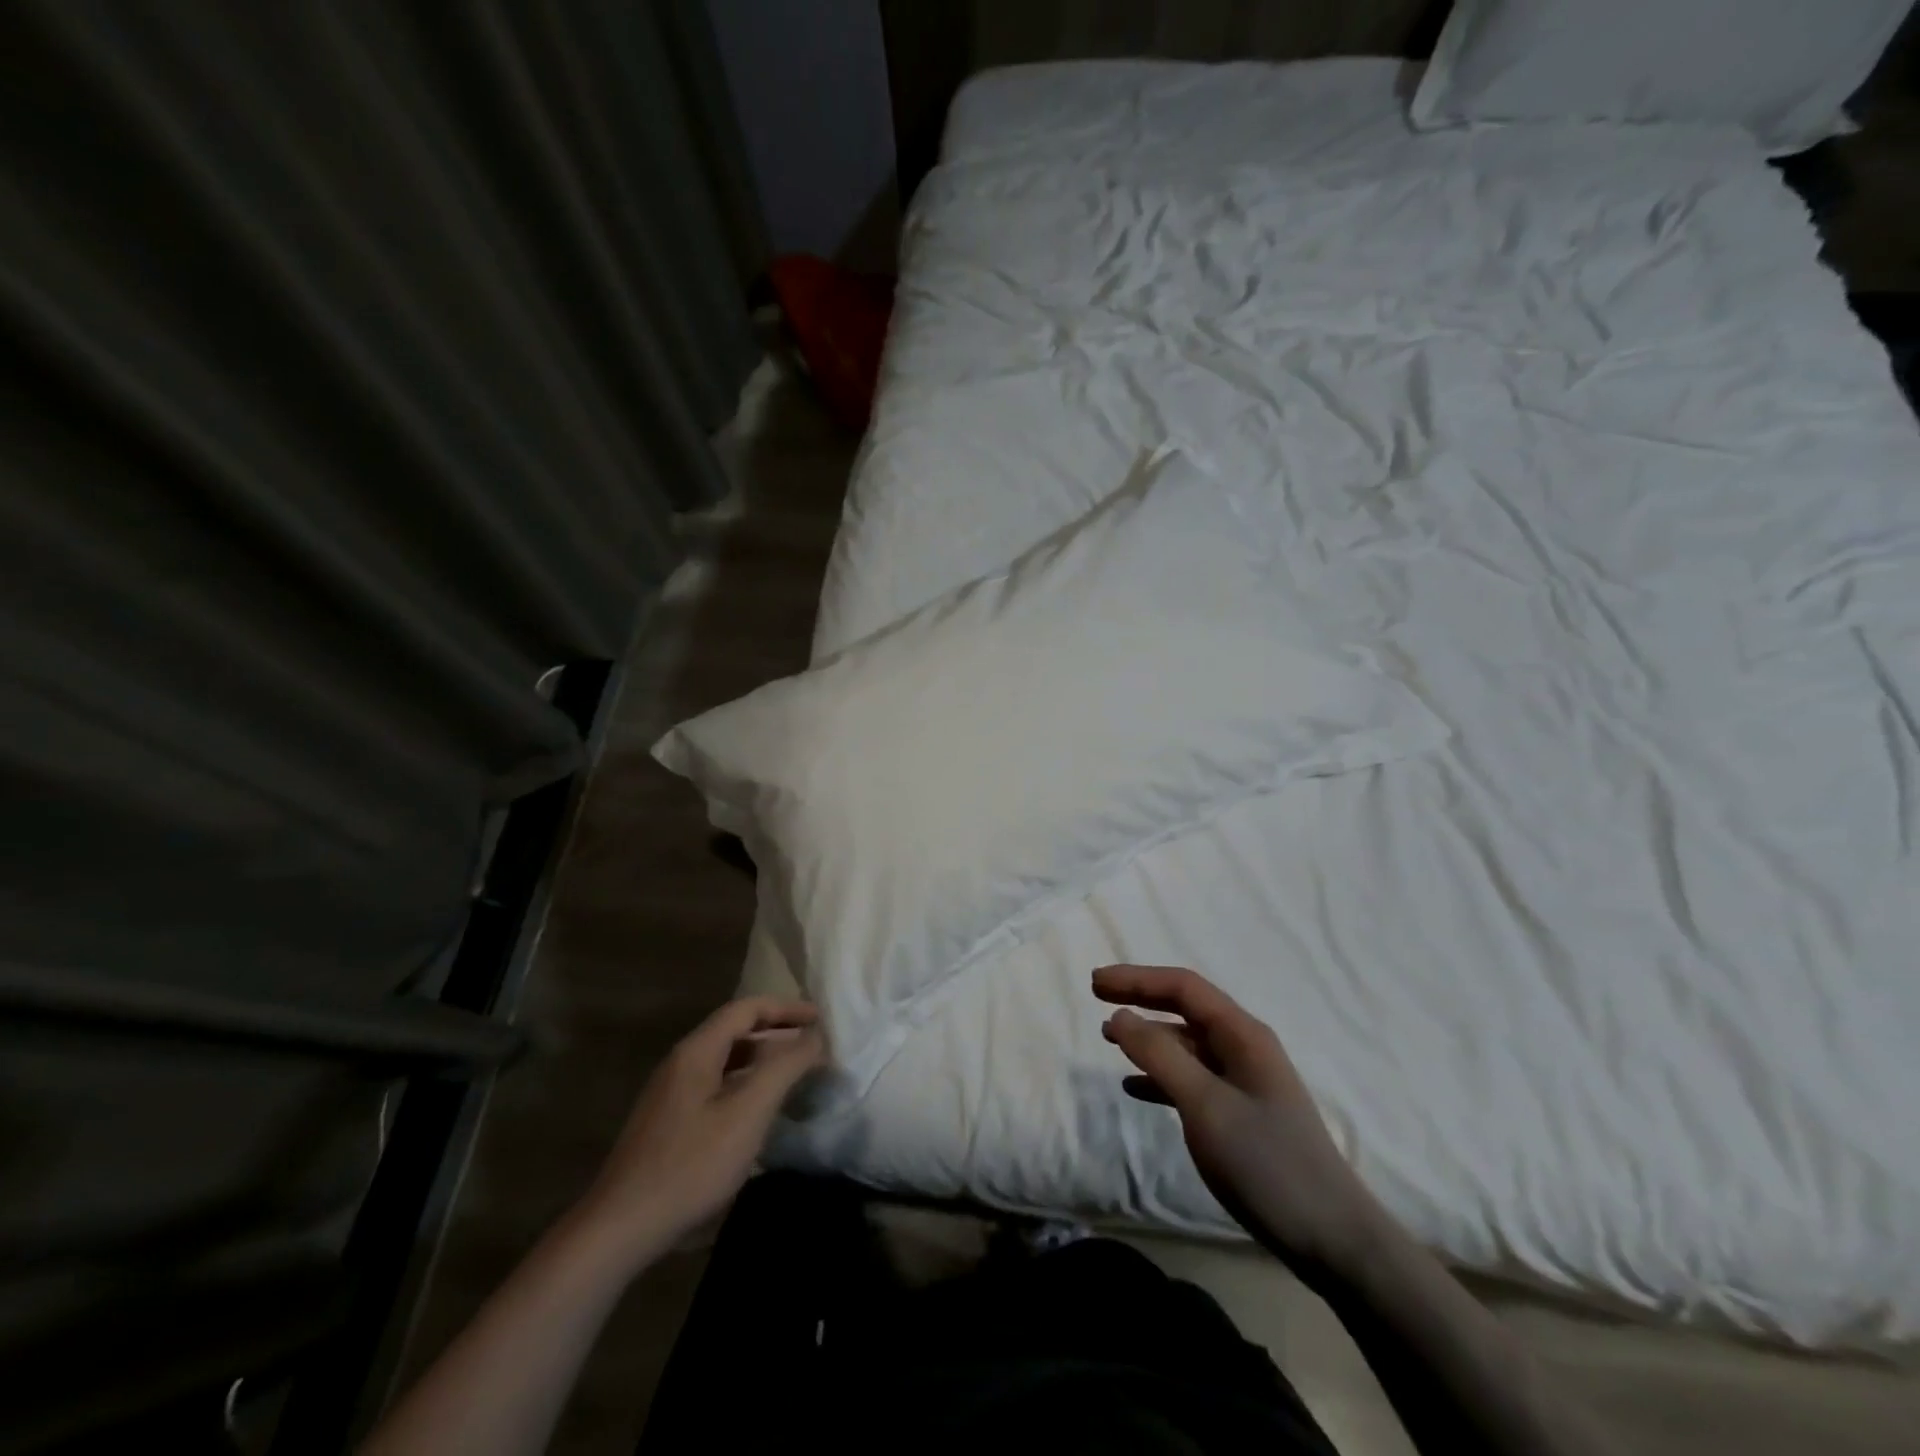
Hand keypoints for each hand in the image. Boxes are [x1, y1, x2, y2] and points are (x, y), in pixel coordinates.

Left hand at [572, 997, 823, 1263]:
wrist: (620, 1230)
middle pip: (735, 1031)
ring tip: (793, 1075)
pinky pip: (715, 1087)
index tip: (821, 1018)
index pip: (747, 1008)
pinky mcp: (668, 1124)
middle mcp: (681, 1063)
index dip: (786, 1008)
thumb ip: (785, 1067)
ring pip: (725, 1061)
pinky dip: (745, 1085)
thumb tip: (816, 1035)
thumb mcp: (748, 1112)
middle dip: (777, 1032)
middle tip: (813, 1044)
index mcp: (697, 1051)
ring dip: (762, 1060)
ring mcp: (670, 1095)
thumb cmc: (691, 1165)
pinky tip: (758, 1112)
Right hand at [1094, 965, 1389, 1286]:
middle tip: (1097, 996)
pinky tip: (1135, 1088)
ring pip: (1186, 1043)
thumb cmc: (1266, 1163)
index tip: (1096, 983)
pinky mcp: (1241, 1113)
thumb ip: (1160, 1056)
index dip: (1137, 979)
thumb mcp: (1205, 1105)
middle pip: (1185, 1008)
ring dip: (1148, 1037)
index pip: (1183, 987)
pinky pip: (1192, 1078)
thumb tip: (1120, 1016)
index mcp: (1242, 1035)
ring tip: (1109, 1039)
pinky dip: (1161, 1076)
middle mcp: (1244, 1048)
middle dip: (1141, 998)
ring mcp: (1244, 1081)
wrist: (1332, 1239)